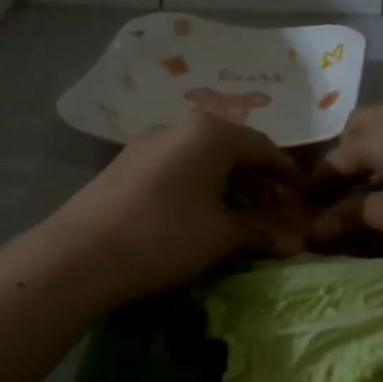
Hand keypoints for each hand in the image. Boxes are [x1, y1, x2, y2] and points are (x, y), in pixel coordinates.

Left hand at [45, 115, 308, 306]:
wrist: (81, 254)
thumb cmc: (165, 236)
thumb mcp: (221, 235)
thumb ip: (261, 230)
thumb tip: (296, 239)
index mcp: (211, 134)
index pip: (261, 146)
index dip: (284, 171)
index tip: (301, 192)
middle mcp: (180, 128)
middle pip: (231, 150)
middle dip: (256, 181)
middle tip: (274, 211)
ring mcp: (148, 144)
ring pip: (201, 160)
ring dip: (226, 186)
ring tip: (240, 218)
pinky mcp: (126, 165)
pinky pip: (176, 169)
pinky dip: (198, 188)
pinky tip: (199, 217)